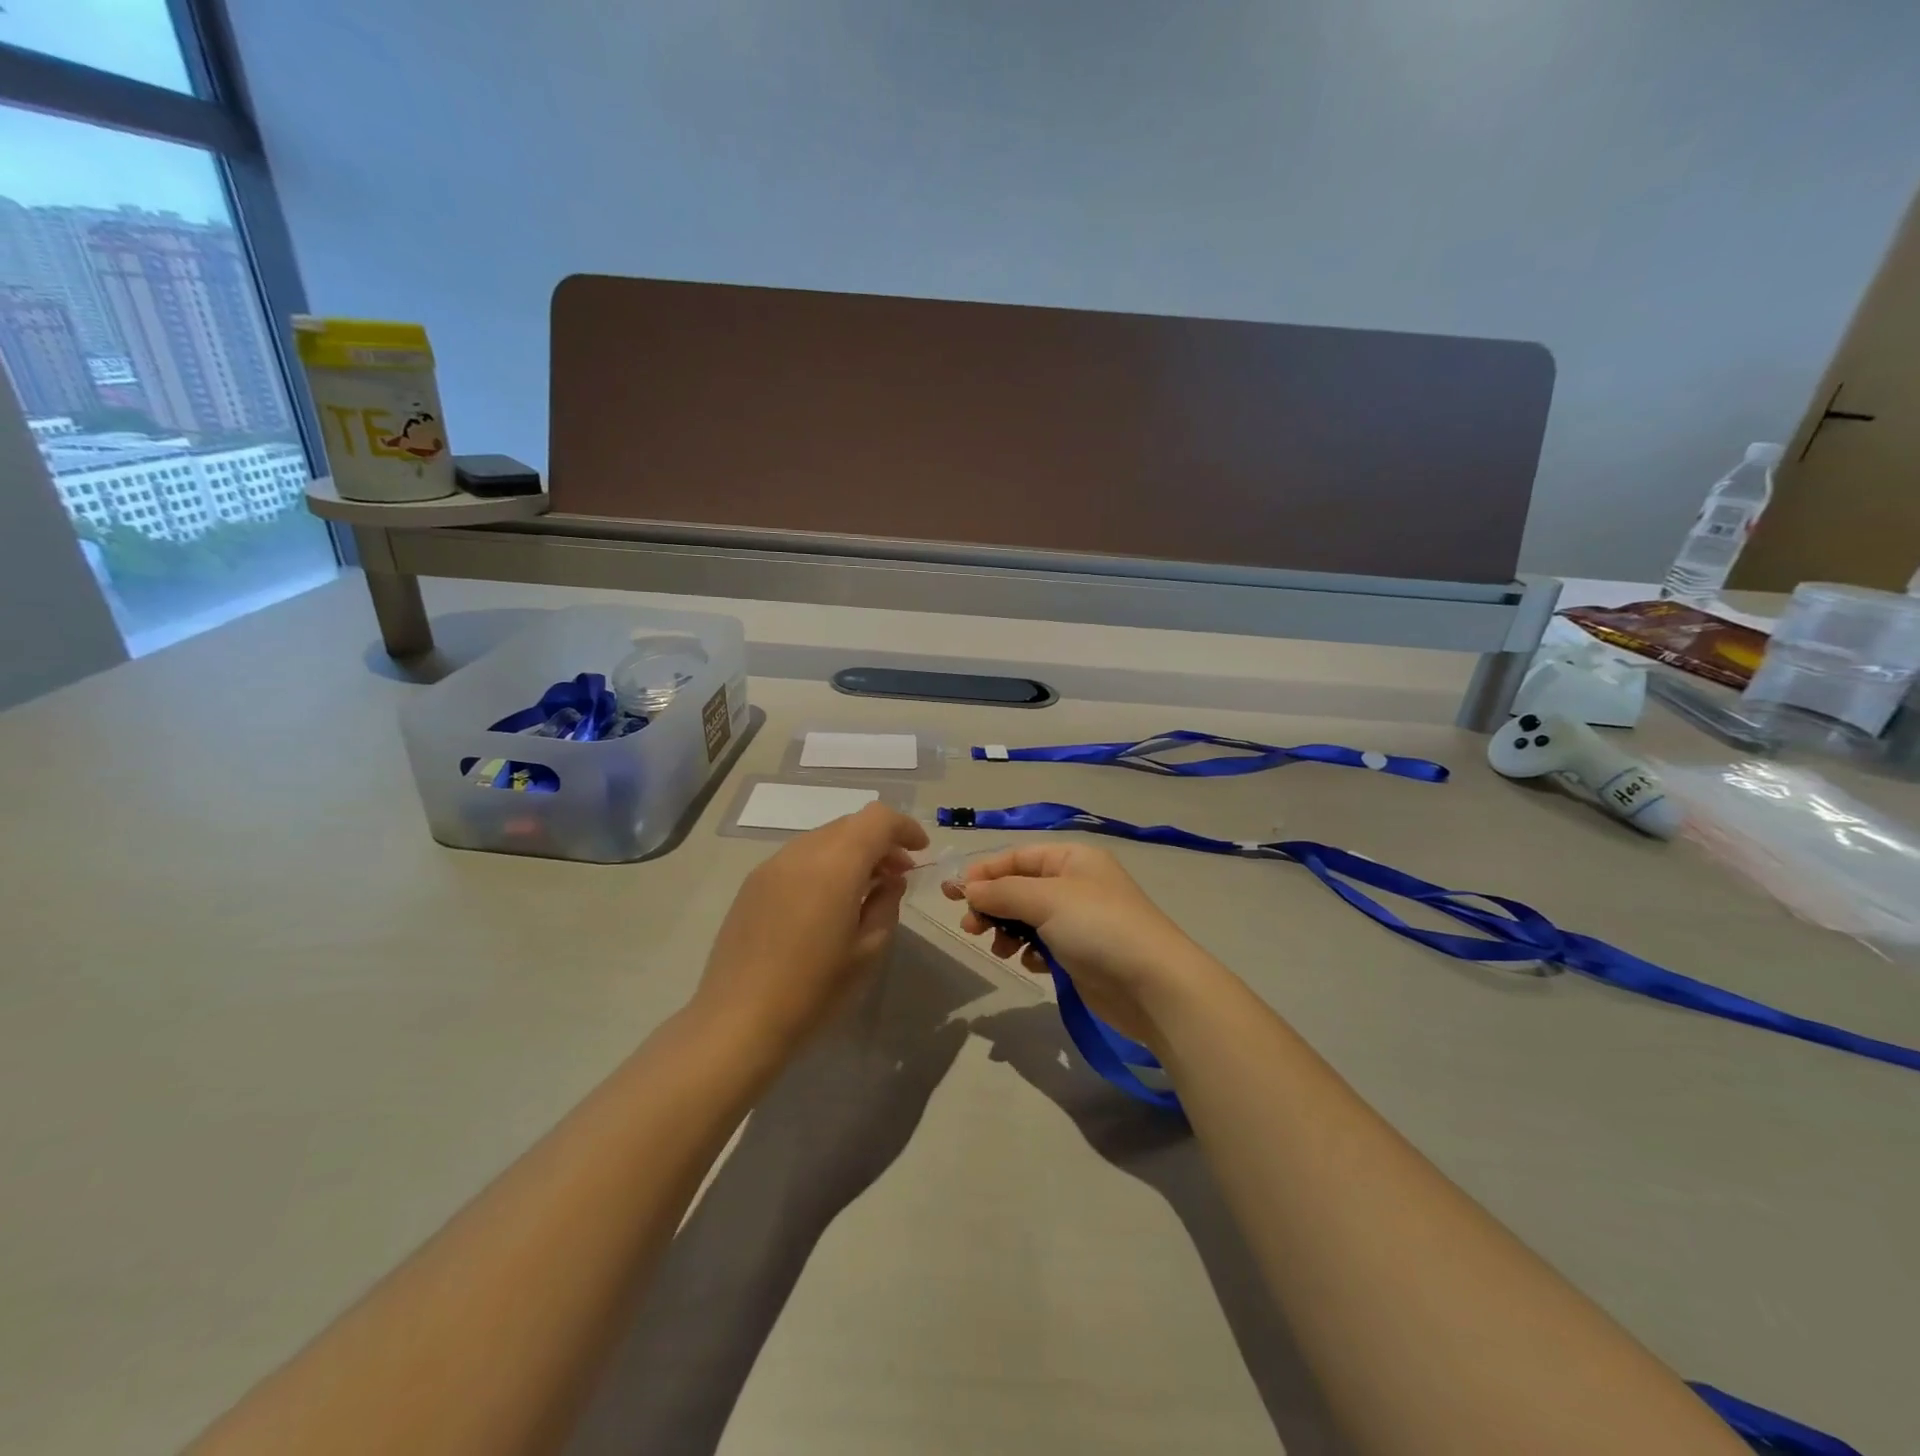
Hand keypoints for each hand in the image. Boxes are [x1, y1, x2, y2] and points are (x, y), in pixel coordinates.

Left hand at [695, 803, 928, 1054]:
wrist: (737, 1021)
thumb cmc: (813, 990)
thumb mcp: (867, 951)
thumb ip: (886, 904)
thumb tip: (889, 881)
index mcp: (835, 865)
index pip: (877, 819)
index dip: (904, 827)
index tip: (920, 852)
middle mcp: (801, 853)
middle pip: (850, 825)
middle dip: (880, 841)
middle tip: (897, 875)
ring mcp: (772, 866)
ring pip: (823, 838)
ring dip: (851, 852)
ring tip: (863, 890)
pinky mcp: (752, 884)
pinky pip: (798, 858)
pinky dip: (824, 864)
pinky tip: (827, 903)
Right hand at [944, 842, 1220, 1049]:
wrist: (1153, 985)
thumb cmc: (1099, 927)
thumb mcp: (1047, 899)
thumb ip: (1002, 891)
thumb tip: (968, 887)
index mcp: (1072, 859)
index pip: (1017, 857)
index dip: (984, 872)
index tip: (953, 893)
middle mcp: (1075, 884)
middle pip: (1019, 887)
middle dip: (992, 905)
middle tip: (969, 927)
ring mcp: (1079, 920)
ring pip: (1027, 918)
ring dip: (1007, 931)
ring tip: (999, 949)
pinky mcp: (1080, 953)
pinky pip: (1042, 944)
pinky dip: (1029, 951)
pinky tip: (1029, 963)